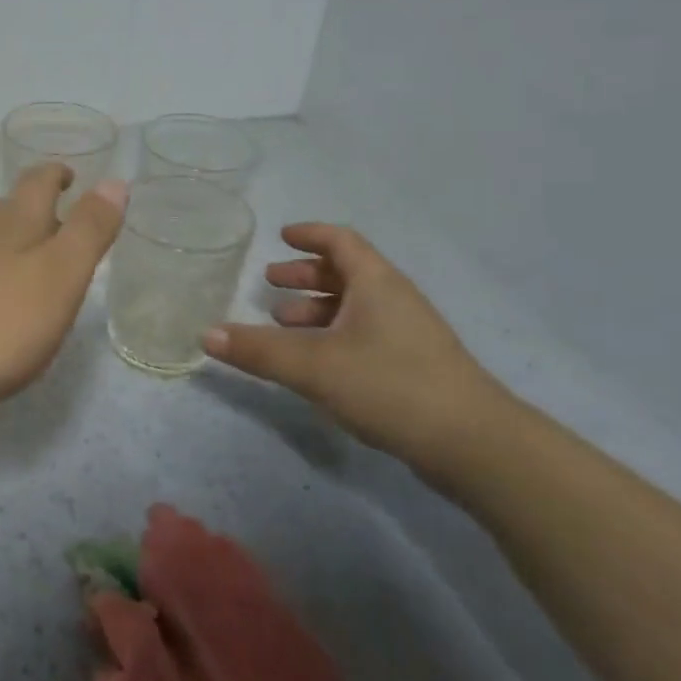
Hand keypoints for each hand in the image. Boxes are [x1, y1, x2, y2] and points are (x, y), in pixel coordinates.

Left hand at [0, 164, 127, 426]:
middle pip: (8, 209)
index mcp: (15, 227)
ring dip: (13, 238)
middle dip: (34, 204)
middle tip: (59, 210)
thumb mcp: (59, 275)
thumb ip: (88, 231)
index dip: (55, 174)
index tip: (71, 174)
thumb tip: (115, 181)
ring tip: (34, 250)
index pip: (37, 184)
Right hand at [203, 223, 507, 471]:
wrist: (475, 445)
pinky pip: (364, 334)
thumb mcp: (313, 366)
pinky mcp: (413, 367)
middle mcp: (394, 300)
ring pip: (355, 307)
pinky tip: (315, 362)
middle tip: (271, 284)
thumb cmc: (390, 385)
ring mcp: (408, 335)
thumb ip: (257, 351)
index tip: (281, 236)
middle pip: (346, 273)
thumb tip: (205, 333)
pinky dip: (333, 335)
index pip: (341, 241)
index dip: (310, 235)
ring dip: (316, 309)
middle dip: (305, 276)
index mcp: (376, 284)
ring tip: (283, 324)